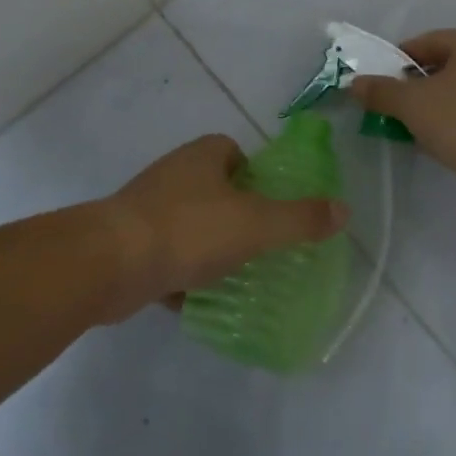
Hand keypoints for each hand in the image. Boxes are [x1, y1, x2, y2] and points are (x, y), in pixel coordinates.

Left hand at [97, 135, 349, 317]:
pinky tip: (195, 301)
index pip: (235, 153)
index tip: (269, 210)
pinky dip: (180, 274)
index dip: (256, 178)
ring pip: (189, 224)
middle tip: (258, 248)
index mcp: (204, 156)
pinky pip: (165, 254)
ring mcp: (147, 206)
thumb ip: (300, 219)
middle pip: (214, 190)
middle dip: (234, 217)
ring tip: (232, 278)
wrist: (111, 263)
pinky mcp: (128, 241)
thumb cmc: (190, 231)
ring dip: (207, 248)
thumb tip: (343, 210)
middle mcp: (174, 172)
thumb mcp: (256, 225)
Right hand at [349, 29, 455, 207]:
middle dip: (414, 87)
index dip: (397, 62)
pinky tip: (436, 142)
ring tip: (410, 128)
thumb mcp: (412, 103)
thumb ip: (381, 91)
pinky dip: (451, 124)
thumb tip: (354, 84)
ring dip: (432, 108)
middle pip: (442, 67)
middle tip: (392, 108)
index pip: (426, 42)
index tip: (378, 84)